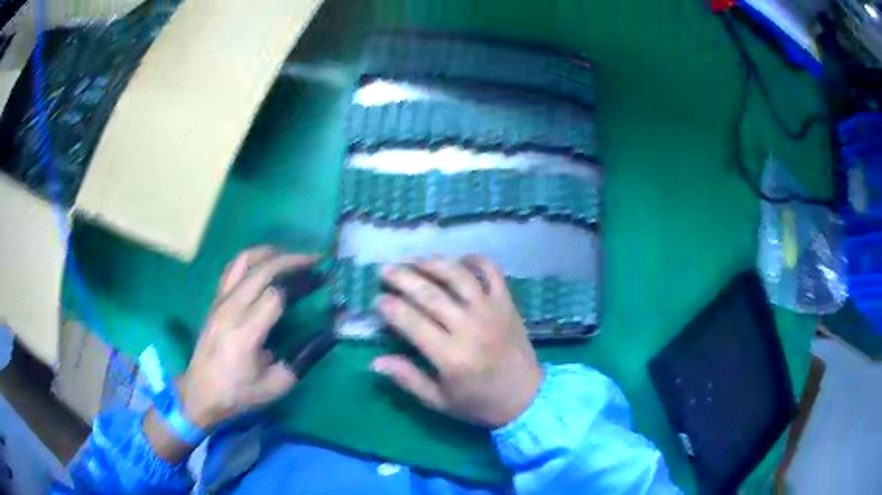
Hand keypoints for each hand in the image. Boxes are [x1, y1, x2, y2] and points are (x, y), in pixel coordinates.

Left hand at [178, 247, 317, 428]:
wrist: (201, 392)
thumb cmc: (238, 392)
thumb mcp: (275, 385)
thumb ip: (302, 360)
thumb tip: (325, 337)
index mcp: (246, 333)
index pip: (275, 295)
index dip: (300, 285)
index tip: (318, 282)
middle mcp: (231, 310)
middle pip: (261, 271)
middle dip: (290, 260)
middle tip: (311, 260)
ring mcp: (219, 302)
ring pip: (242, 261)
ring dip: (267, 253)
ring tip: (288, 255)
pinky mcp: (214, 301)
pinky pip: (232, 269)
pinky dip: (250, 261)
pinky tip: (262, 266)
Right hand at [373, 256, 542, 427]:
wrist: (526, 398)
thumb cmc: (479, 403)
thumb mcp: (439, 401)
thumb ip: (407, 379)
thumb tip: (375, 361)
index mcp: (451, 357)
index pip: (412, 322)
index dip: (390, 307)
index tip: (377, 299)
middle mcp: (470, 328)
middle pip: (431, 294)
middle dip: (403, 278)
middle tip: (385, 271)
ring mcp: (491, 311)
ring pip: (458, 276)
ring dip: (433, 264)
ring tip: (413, 260)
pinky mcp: (507, 303)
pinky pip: (492, 272)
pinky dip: (475, 260)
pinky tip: (457, 259)